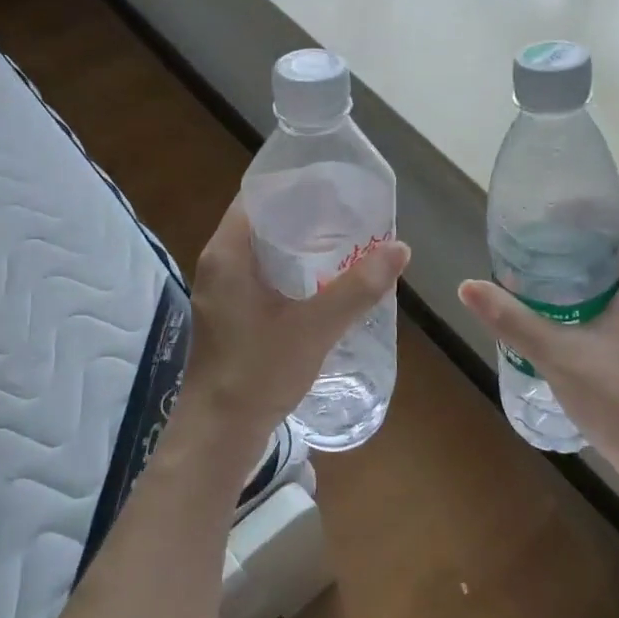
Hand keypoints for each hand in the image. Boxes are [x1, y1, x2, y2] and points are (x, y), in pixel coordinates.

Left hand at [179, 199, 409, 457]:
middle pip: (262, 221)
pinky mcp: (229, 314)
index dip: (296, 185)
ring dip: (299, 244)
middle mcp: (218, 264)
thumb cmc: (259, 371)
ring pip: (262, 251)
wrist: (220, 432)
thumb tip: (400, 248)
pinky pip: (261, 275)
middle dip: (305, 214)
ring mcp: (221, 291)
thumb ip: (358, 287)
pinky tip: (323, 281)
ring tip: (344, 240)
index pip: (259, 196)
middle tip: (350, 212)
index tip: (336, 184)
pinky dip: (290, 269)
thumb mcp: (316, 326)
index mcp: (228, 253)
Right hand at [458, 203, 618, 487]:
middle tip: (538, 246)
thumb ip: (512, 320)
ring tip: (548, 278)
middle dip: (583, 240)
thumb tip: (467, 286)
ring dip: (593, 271)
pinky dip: (604, 298)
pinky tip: (572, 319)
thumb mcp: (558, 356)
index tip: (551, 216)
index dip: (591, 208)